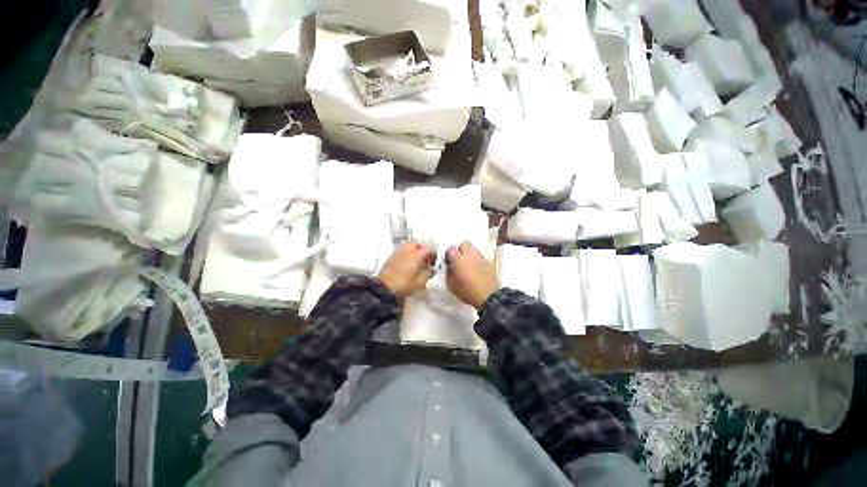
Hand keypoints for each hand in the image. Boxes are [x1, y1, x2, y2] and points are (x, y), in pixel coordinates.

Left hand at [377, 241, 436, 298]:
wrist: (384, 289)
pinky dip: (407, 253)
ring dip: (414, 250)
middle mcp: (406, 251)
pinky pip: (402, 250)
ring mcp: (397, 253)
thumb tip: (431, 269)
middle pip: (417, 244)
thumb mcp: (420, 282)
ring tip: (417, 259)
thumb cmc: (403, 285)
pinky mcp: (391, 257)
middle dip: (423, 249)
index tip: (434, 260)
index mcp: (415, 255)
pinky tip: (408, 262)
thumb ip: (428, 273)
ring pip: (408, 245)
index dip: (433, 254)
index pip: (427, 249)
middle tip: (426, 257)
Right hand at [445, 241, 498, 309]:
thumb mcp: (451, 285)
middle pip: (464, 243)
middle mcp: (470, 255)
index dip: (449, 254)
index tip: (449, 261)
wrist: (488, 297)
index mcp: (458, 259)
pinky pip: (481, 257)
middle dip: (460, 249)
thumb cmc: (467, 291)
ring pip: (474, 249)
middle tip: (459, 260)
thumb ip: (448, 272)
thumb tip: (449, 266)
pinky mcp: (489, 262)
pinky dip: (478, 261)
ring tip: (469, 265)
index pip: (451, 248)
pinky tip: (478, 270)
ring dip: (470, 254)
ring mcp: (481, 257)